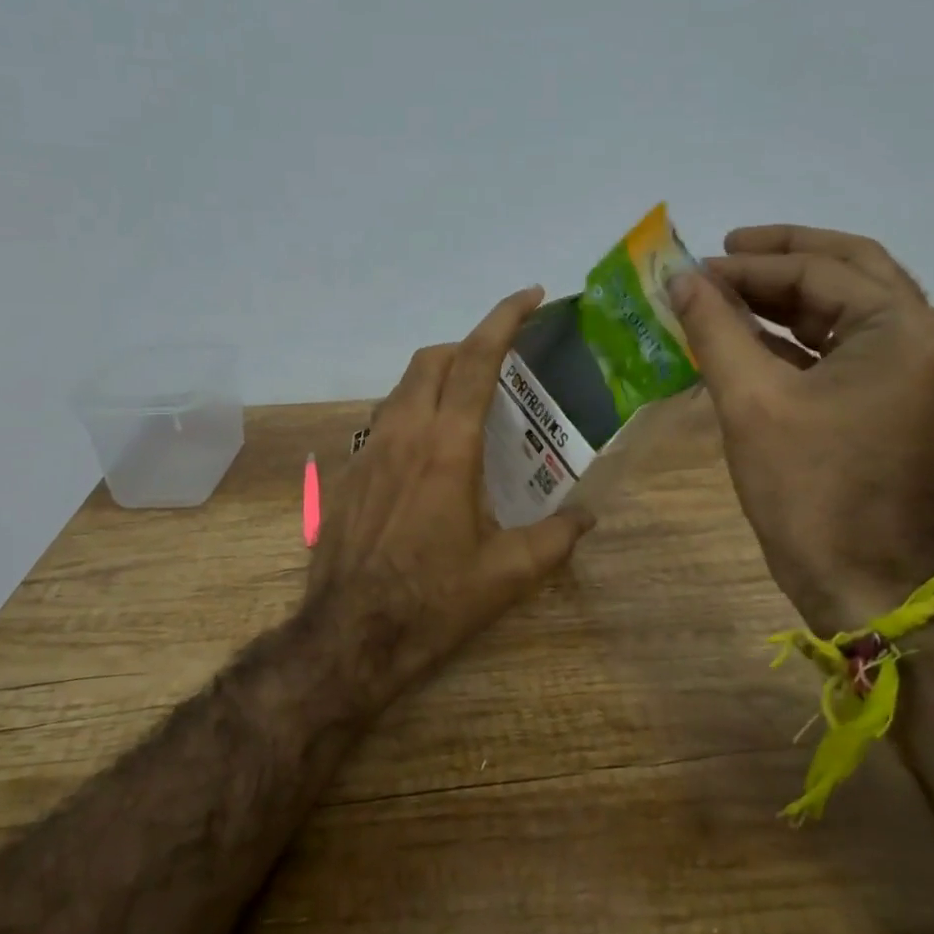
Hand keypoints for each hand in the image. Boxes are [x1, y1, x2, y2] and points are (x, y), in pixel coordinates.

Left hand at [310, 286, 595, 694]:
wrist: (349, 637)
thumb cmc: (434, 600)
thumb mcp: (508, 574)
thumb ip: (555, 538)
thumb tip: (586, 517)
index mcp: (448, 446)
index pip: (478, 360)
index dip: (504, 318)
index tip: (530, 296)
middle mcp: (404, 433)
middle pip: (433, 359)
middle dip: (468, 345)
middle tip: (501, 363)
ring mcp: (367, 451)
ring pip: (402, 387)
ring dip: (436, 378)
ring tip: (466, 404)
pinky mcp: (347, 475)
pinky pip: (382, 422)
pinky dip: (410, 413)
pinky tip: (426, 454)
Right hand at [668, 226, 933, 634]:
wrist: (860, 578)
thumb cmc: (808, 487)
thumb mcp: (751, 399)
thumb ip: (715, 328)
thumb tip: (681, 278)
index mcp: (905, 329)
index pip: (819, 272)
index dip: (748, 267)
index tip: (693, 268)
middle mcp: (924, 336)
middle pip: (849, 270)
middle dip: (782, 258)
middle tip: (724, 249)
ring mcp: (915, 368)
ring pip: (846, 306)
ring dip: (786, 296)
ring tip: (725, 290)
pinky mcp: (895, 397)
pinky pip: (843, 344)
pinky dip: (797, 334)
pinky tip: (747, 333)